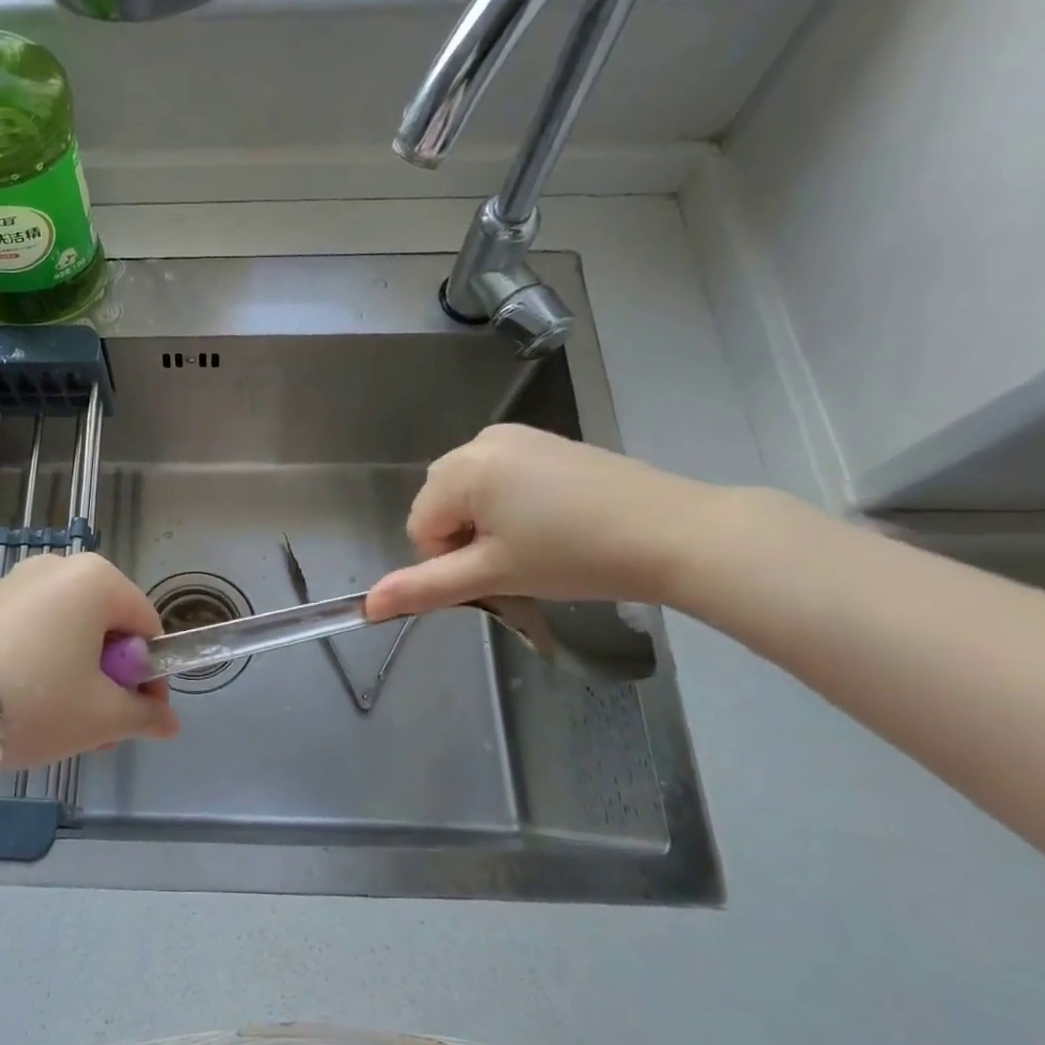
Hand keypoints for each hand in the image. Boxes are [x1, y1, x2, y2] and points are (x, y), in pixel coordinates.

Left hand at [0, 553, 179, 771]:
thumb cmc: (32, 702)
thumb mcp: (100, 717)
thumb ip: (144, 716)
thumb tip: (171, 723)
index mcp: (97, 579)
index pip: (147, 627)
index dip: (152, 677)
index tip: (139, 717)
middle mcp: (57, 567)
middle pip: (105, 627)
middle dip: (110, 680)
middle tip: (99, 730)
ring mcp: (14, 581)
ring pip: (66, 632)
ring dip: (77, 677)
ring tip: (59, 727)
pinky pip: (30, 632)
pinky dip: (40, 665)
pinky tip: (19, 707)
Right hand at [367, 425, 720, 618]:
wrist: (677, 533)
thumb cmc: (575, 556)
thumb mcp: (494, 575)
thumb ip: (424, 588)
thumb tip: (367, 607)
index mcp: (462, 467)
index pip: (420, 525)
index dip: (449, 560)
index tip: (497, 574)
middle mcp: (481, 440)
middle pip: (442, 504)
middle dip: (465, 538)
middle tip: (517, 562)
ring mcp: (518, 436)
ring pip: (472, 492)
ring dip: (488, 523)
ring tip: (538, 544)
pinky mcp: (548, 442)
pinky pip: (503, 477)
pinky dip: (513, 505)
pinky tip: (555, 523)